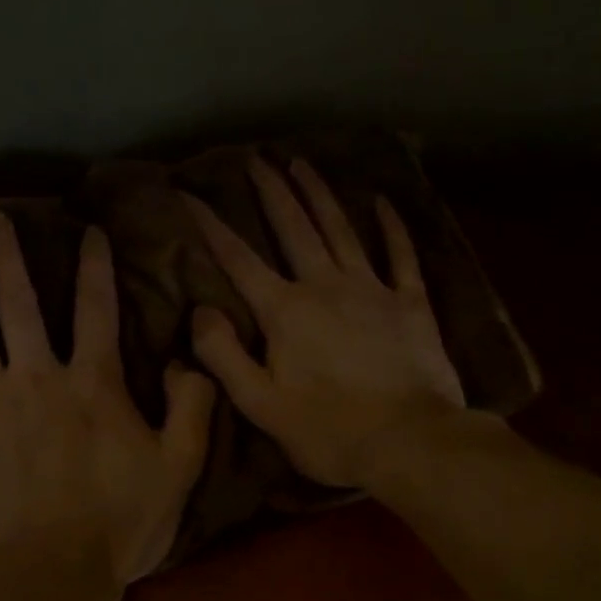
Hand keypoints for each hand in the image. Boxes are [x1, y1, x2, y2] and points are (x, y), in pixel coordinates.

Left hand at [0, 212, 214, 585]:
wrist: (45, 577)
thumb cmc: (118, 526)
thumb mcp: (178, 469)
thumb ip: (191, 407)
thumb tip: (188, 359)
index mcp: (92, 384)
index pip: (96, 309)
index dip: (95, 267)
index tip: (89, 231)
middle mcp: (34, 377)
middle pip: (19, 303)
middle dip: (9, 256)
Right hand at [186, 155, 465, 489]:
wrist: (409, 442)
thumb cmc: (328, 432)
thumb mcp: (261, 405)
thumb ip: (224, 356)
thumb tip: (200, 311)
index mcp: (286, 312)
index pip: (239, 260)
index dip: (211, 226)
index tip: (189, 193)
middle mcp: (326, 287)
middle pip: (294, 228)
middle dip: (272, 192)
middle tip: (256, 158)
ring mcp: (372, 290)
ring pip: (341, 230)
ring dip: (320, 195)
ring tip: (302, 163)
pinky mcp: (411, 304)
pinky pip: (400, 255)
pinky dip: (391, 227)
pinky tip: (382, 201)